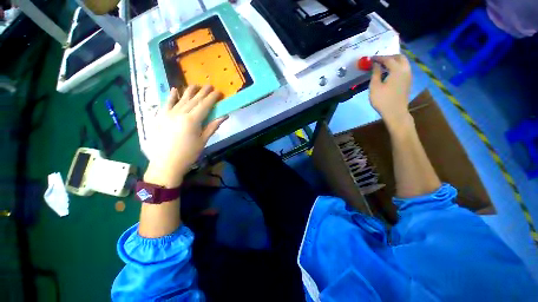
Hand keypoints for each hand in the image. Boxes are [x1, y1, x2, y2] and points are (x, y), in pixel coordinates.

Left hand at [144, 85, 226, 187]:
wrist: (166, 164)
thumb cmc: (189, 154)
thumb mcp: (203, 141)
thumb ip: (213, 126)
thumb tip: (224, 116)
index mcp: (192, 120)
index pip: (205, 105)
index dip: (212, 98)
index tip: (218, 92)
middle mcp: (180, 113)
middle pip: (194, 100)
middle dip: (203, 92)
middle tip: (209, 85)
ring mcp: (168, 114)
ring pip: (181, 99)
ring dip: (189, 91)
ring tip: (195, 85)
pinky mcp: (160, 117)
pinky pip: (166, 103)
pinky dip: (171, 96)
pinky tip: (175, 90)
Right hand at [369, 55, 412, 131]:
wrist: (395, 112)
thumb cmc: (382, 100)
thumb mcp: (375, 87)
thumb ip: (375, 73)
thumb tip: (376, 65)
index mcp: (397, 70)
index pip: (388, 59)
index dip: (379, 58)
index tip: (371, 58)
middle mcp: (406, 70)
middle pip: (399, 57)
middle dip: (389, 56)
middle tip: (379, 60)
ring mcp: (409, 76)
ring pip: (403, 62)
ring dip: (394, 61)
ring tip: (383, 66)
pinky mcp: (408, 82)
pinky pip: (404, 69)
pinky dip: (397, 67)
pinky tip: (389, 73)